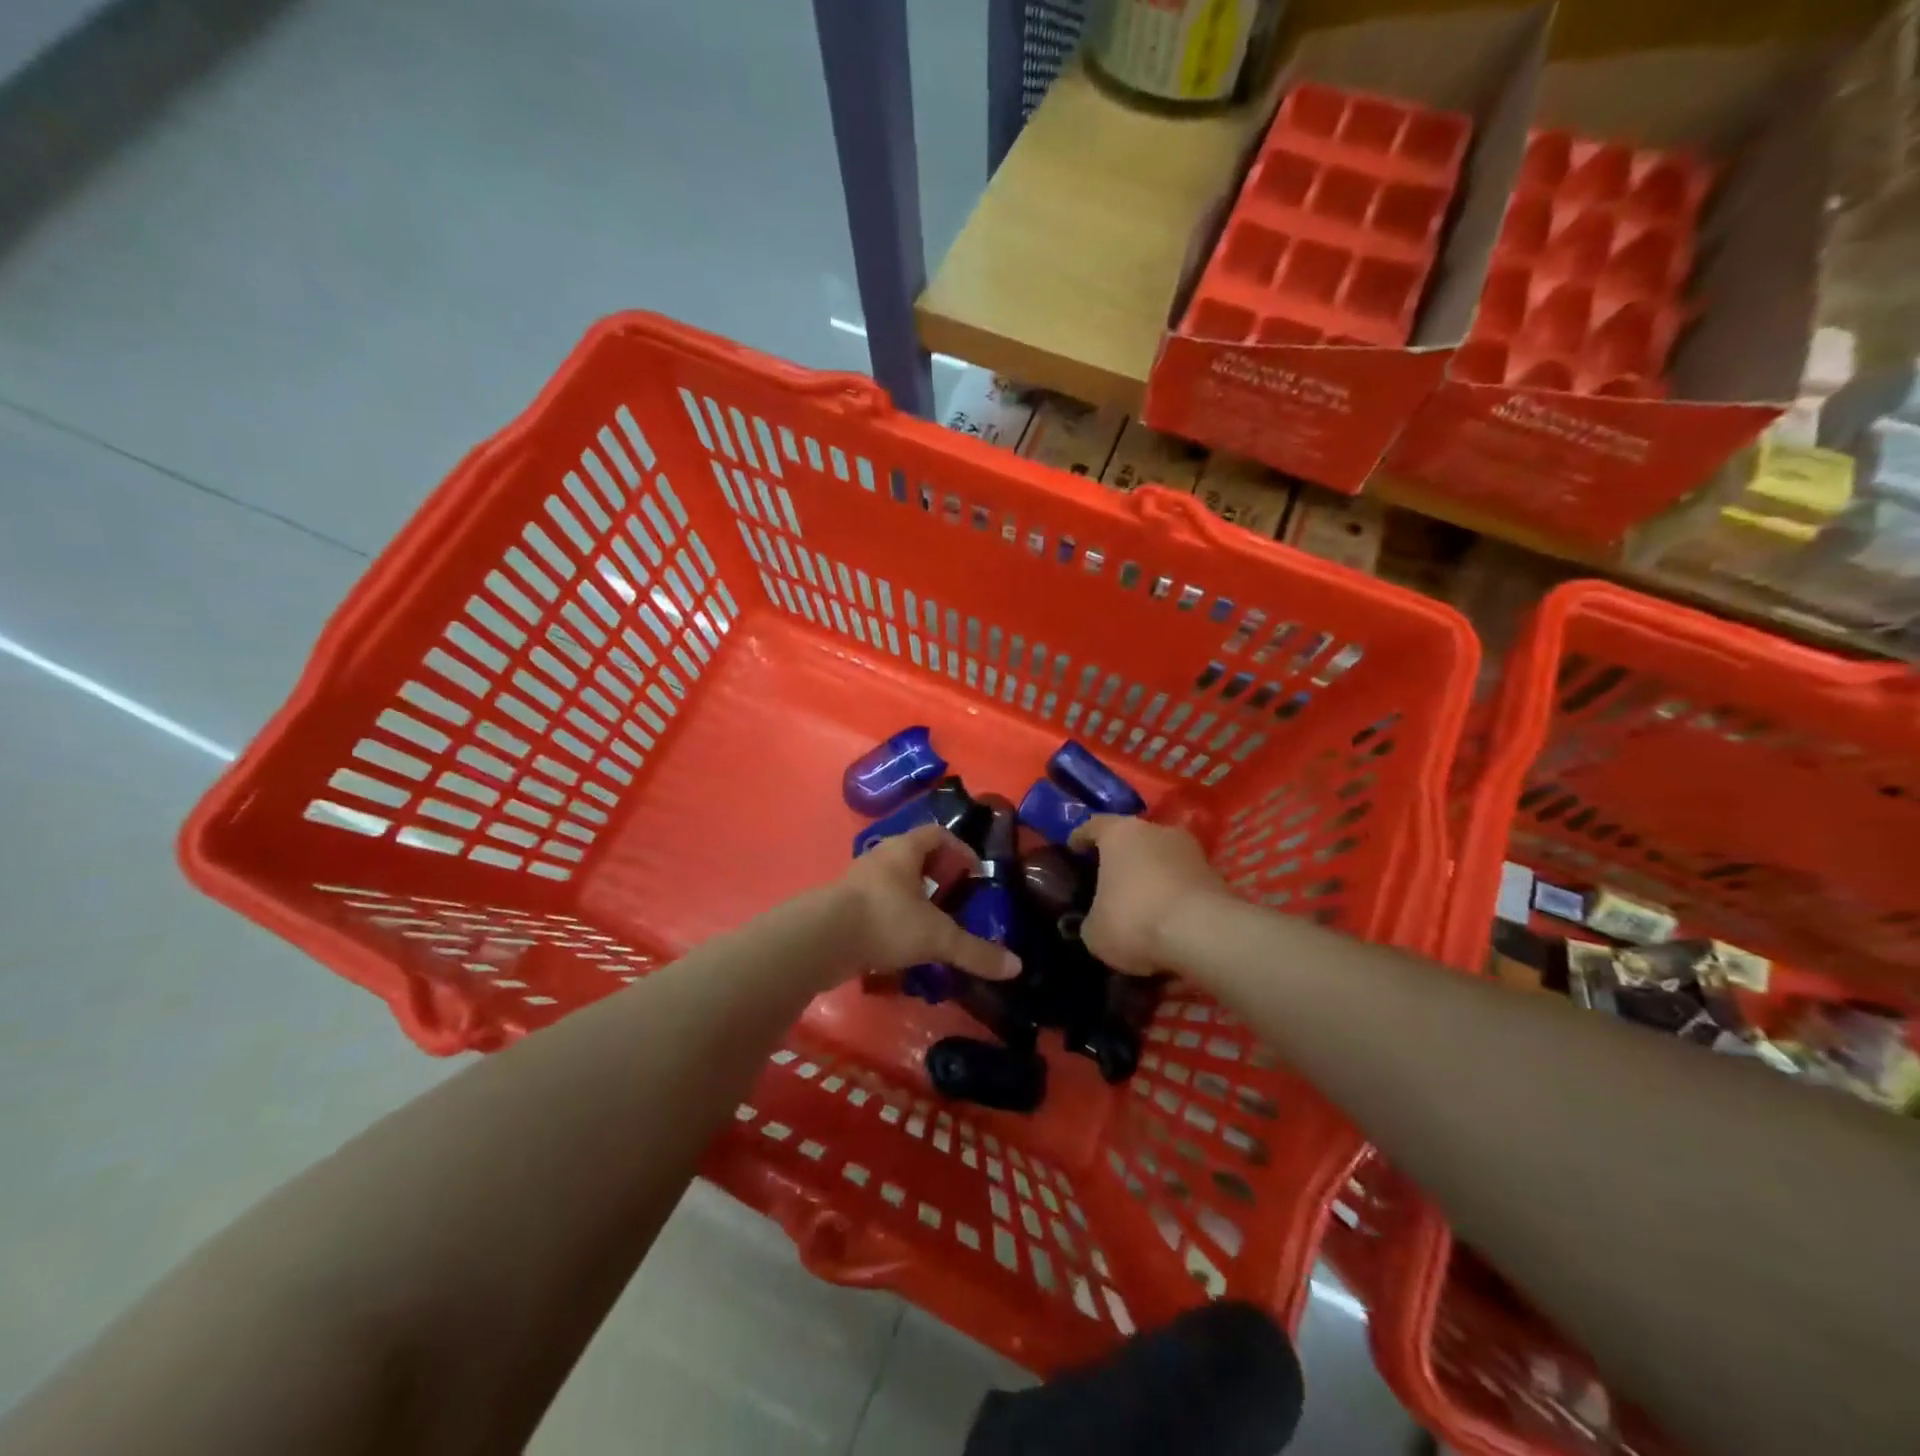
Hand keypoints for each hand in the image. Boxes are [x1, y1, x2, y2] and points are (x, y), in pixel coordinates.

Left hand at [830, 824, 1021, 983]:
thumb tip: (1016, 967)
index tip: (975, 874)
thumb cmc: (884, 920)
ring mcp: (858, 882)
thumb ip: (974, 951)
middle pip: (915, 857)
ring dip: (915, 900)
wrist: (821, 941)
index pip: (937, 834)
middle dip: (938, 877)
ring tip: (934, 926)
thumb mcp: (936, 936)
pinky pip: (877, 906)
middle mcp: (880, 858)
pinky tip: (904, 946)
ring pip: (894, 883)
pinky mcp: (843, 908)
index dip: (960, 849)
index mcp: (903, 850)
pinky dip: (894, 920)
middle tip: (957, 900)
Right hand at [1068, 816, 1228, 974]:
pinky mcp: (1216, 876)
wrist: (1204, 933)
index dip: (1081, 837)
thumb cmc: (1135, 919)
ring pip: (1163, 858)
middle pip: (1133, 838)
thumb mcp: (1095, 932)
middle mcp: (1156, 831)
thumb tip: (1096, 923)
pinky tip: (1168, 918)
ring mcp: (1191, 851)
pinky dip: (1175, 895)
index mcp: (1119, 833)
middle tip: (1110, 878)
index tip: (1073, 847)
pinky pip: (1185, 881)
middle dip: (1122, 857)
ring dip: (1153, 875)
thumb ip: (1092, 920)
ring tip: (1142, 901)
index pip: (1094, 825)